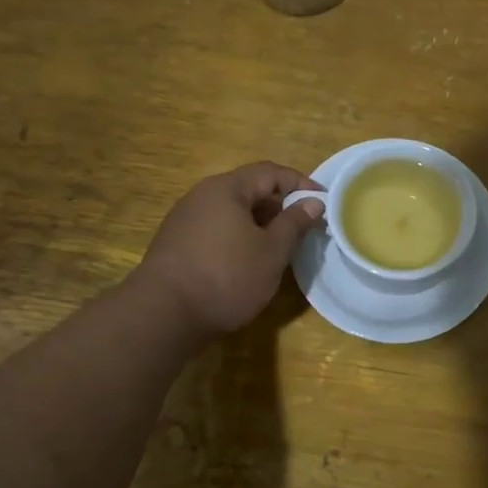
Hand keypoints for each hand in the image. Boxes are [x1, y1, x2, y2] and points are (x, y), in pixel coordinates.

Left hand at [136, 163, 322, 340]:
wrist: (163, 315)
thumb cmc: (226, 276)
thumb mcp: (271, 251)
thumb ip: (294, 223)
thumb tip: (313, 202)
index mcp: (226, 189)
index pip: (270, 172)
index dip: (300, 183)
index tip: (323, 202)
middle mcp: (201, 196)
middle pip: (248, 190)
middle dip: (279, 206)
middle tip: (303, 228)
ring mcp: (185, 220)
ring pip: (232, 212)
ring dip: (259, 224)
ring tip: (279, 248)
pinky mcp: (176, 244)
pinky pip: (216, 230)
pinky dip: (238, 238)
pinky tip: (247, 262)